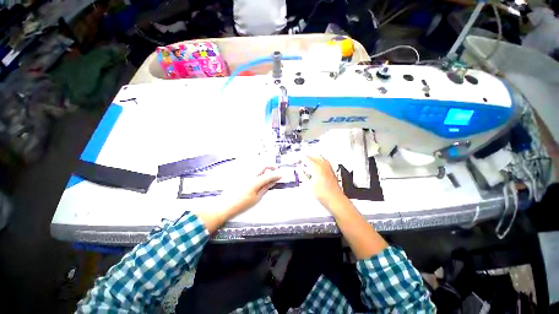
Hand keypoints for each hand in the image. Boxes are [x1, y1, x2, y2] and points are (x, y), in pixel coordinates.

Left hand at [221, 166, 281, 218]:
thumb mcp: (257, 198)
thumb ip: (265, 188)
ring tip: (268, 176)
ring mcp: (244, 175)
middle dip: (271, 167)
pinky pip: (252, 171)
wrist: (225, 206)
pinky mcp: (240, 176)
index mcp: (255, 181)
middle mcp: (250, 175)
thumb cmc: (241, 204)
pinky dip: (258, 172)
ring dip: (264, 169)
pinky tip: (258, 178)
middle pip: (263, 166)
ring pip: (257, 168)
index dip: (276, 174)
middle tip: (275, 170)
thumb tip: (272, 182)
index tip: (281, 175)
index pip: (269, 175)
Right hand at [302, 155, 347, 211]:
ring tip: (309, 164)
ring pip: (321, 158)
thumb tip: (300, 171)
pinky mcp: (332, 171)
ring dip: (314, 159)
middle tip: (303, 162)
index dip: (301, 159)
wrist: (335, 199)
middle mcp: (324, 165)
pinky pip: (325, 162)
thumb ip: (303, 175)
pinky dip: (320, 163)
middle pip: (315, 155)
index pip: (307, 158)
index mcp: (316, 166)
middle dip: (308, 157)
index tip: (297, 161)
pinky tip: (317, 168)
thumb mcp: (308, 185)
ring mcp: (329, 168)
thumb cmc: (323, 193)